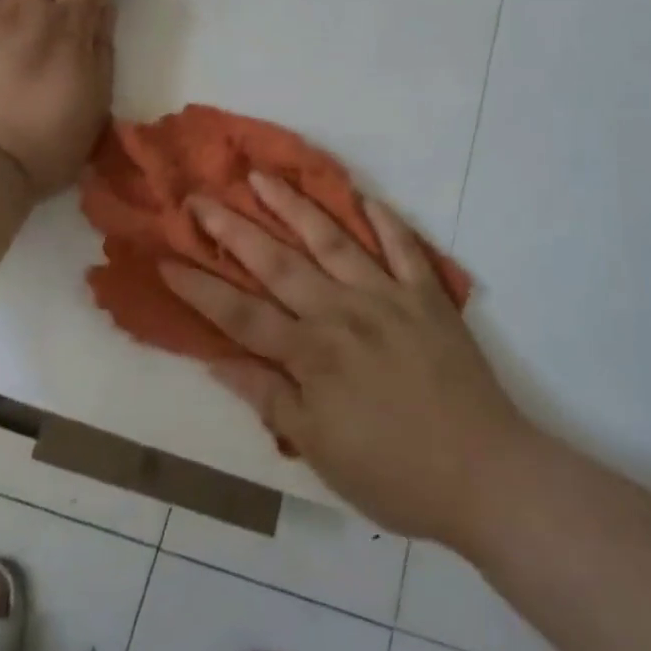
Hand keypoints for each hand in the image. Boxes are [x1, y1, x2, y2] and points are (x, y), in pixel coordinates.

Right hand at [160, 175, 527, 547]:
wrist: (484, 474)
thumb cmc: (394, 473)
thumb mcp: (319, 450)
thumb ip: (270, 398)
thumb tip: (217, 360)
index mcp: (312, 354)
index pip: (241, 314)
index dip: (200, 287)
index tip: (165, 258)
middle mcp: (342, 312)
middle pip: (277, 263)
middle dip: (233, 229)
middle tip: (200, 198)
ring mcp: (387, 296)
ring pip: (332, 240)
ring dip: (294, 206)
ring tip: (262, 176)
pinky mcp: (426, 294)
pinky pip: (403, 247)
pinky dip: (384, 220)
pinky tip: (363, 196)